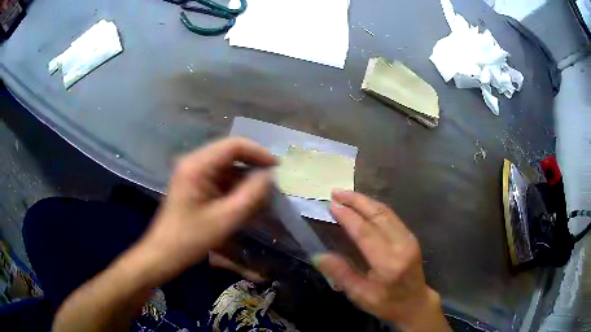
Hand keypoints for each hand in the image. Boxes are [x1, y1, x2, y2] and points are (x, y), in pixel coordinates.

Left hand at [137, 138, 276, 284]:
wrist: (163, 253)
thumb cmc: (191, 239)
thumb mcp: (225, 219)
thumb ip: (251, 195)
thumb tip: (269, 176)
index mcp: (197, 165)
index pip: (233, 145)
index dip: (258, 153)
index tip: (277, 167)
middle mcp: (193, 162)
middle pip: (229, 152)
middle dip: (253, 164)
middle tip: (273, 179)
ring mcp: (191, 172)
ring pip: (225, 165)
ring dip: (244, 176)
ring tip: (263, 191)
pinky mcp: (193, 183)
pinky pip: (219, 177)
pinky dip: (234, 185)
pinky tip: (245, 199)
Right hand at [313, 190, 448, 330]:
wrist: (416, 303)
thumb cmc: (387, 303)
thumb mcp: (361, 295)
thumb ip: (341, 274)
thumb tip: (318, 255)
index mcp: (388, 263)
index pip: (365, 232)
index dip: (347, 216)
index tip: (331, 205)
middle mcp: (401, 245)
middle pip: (377, 215)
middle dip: (356, 201)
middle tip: (336, 192)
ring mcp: (409, 238)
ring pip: (385, 212)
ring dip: (365, 201)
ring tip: (346, 195)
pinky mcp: (410, 236)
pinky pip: (391, 216)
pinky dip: (375, 207)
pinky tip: (363, 205)